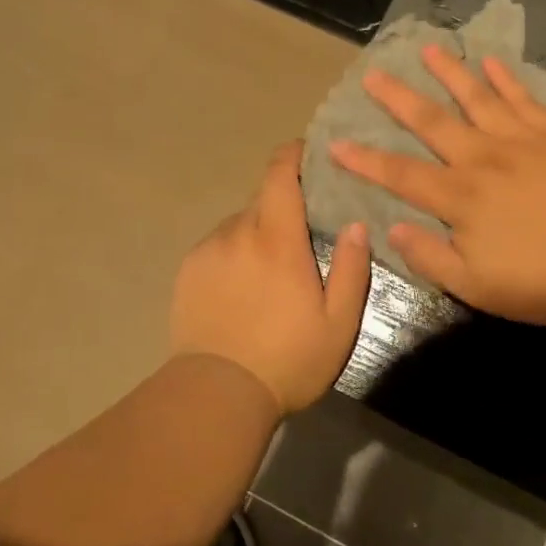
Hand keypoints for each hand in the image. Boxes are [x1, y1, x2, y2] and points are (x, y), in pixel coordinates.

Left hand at [169, 142, 371, 413]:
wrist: (216, 394)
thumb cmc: (288, 360)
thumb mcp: (338, 323)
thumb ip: (352, 268)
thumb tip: (357, 224)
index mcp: (278, 240)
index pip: (280, 175)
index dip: (292, 154)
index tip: (305, 151)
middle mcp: (239, 233)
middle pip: (262, 199)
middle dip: (283, 205)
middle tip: (301, 234)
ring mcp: (208, 250)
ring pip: (239, 224)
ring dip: (257, 233)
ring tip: (269, 271)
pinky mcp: (188, 271)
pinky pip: (218, 246)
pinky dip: (234, 253)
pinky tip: (241, 288)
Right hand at [329, 45, 545, 323]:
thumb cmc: (540, 280)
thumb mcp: (474, 285)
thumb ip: (429, 255)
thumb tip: (391, 227)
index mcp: (458, 197)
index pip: (400, 174)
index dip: (365, 160)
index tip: (335, 143)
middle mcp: (481, 159)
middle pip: (432, 122)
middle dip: (398, 98)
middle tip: (373, 73)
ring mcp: (520, 142)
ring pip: (477, 98)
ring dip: (450, 72)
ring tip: (429, 49)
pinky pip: (525, 100)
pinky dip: (507, 79)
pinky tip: (492, 61)